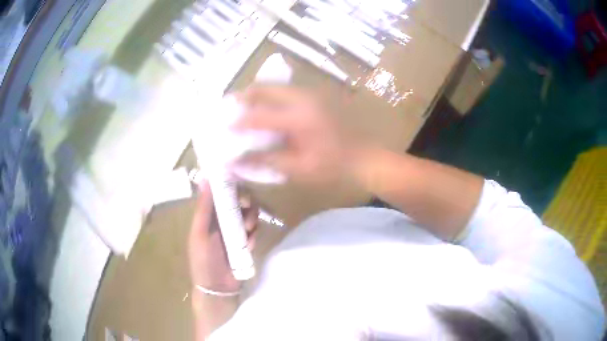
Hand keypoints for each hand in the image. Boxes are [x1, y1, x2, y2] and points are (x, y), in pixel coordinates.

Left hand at [188, 181, 257, 292]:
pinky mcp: (245, 244)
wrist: (217, 288)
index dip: (232, 188)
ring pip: (248, 217)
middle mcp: (222, 222)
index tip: (242, 187)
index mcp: (208, 217)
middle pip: (238, 204)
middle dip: (246, 206)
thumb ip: (203, 208)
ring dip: (251, 220)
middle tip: (248, 213)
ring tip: (249, 231)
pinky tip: (249, 245)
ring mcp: (234, 233)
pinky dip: (253, 236)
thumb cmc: (204, 260)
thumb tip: (205, 179)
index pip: (221, 194)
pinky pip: (253, 233)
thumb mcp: (200, 233)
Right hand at [233, 85, 359, 184]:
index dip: (238, 121)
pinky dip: (271, 96)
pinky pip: (285, 90)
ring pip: (275, 86)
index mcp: (298, 118)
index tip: (224, 127)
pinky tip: (267, 108)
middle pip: (264, 88)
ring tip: (244, 107)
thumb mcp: (298, 169)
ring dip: (257, 94)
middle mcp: (303, 98)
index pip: (259, 115)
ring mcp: (311, 93)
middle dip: (244, 97)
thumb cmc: (332, 166)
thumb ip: (265, 162)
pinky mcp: (315, 95)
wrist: (363, 156)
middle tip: (229, 107)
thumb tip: (235, 163)